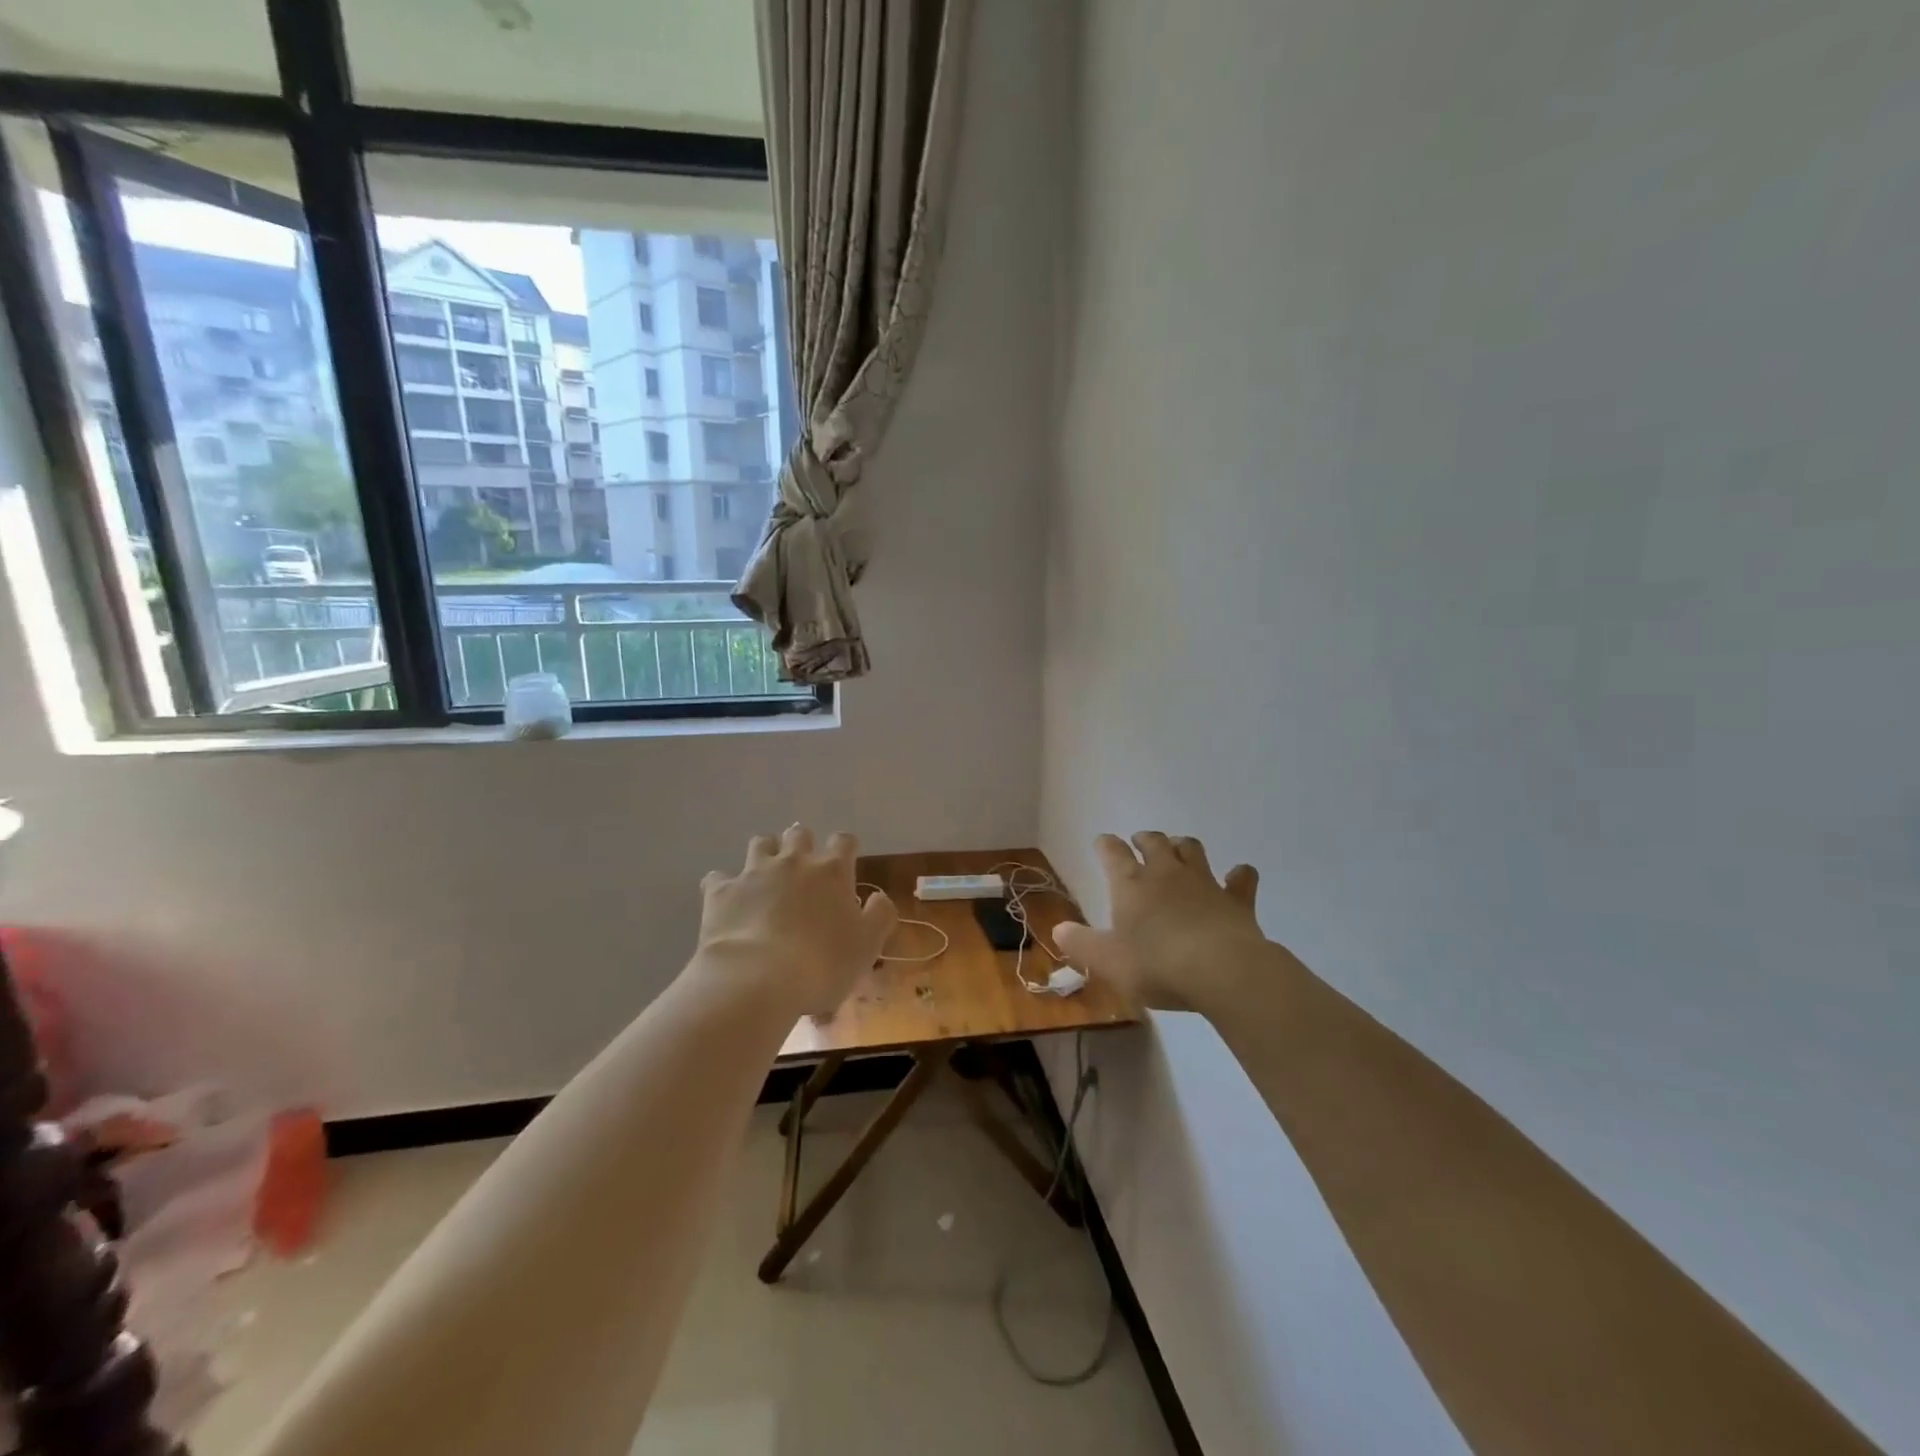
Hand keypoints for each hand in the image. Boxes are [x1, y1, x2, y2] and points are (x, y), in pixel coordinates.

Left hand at [697, 825, 898, 1016]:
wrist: (757, 979)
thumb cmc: (822, 963)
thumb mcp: (868, 945)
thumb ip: (880, 915)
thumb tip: (878, 897)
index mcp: (832, 871)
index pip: (844, 841)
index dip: (845, 848)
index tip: (846, 862)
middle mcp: (793, 861)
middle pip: (799, 834)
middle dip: (802, 844)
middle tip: (803, 868)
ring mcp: (754, 873)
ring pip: (760, 843)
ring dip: (764, 853)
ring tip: (765, 875)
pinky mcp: (721, 891)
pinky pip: (718, 877)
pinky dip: (724, 885)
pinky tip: (726, 901)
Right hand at [1054, 832, 1269, 1014]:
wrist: (1222, 970)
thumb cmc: (1157, 965)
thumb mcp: (1107, 961)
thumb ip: (1080, 944)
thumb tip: (1058, 929)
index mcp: (1131, 884)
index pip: (1113, 853)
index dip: (1106, 845)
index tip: (1102, 843)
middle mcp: (1166, 873)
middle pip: (1154, 842)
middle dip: (1145, 839)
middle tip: (1140, 842)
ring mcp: (1204, 882)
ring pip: (1192, 849)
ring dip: (1183, 846)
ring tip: (1178, 850)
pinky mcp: (1236, 900)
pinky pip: (1240, 879)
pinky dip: (1238, 875)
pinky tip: (1238, 876)